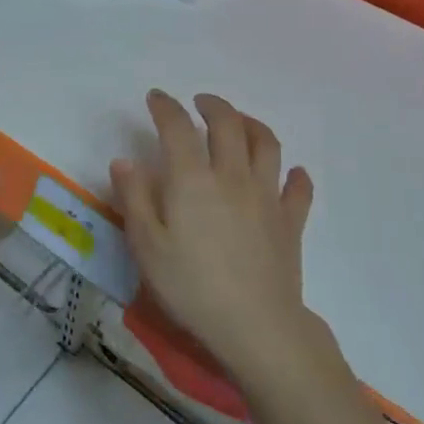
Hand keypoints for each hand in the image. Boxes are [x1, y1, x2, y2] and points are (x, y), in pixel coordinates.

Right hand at [111, 91, 315, 380]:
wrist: (255, 326)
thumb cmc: (191, 287)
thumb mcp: (147, 246)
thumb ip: (134, 198)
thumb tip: (124, 161)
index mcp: (193, 180)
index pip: (178, 127)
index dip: (166, 107)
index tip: (156, 98)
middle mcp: (232, 176)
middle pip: (228, 123)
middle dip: (213, 105)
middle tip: (200, 103)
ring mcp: (267, 196)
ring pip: (266, 144)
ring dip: (252, 124)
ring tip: (240, 122)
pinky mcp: (290, 221)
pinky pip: (299, 188)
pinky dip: (295, 175)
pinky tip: (290, 173)